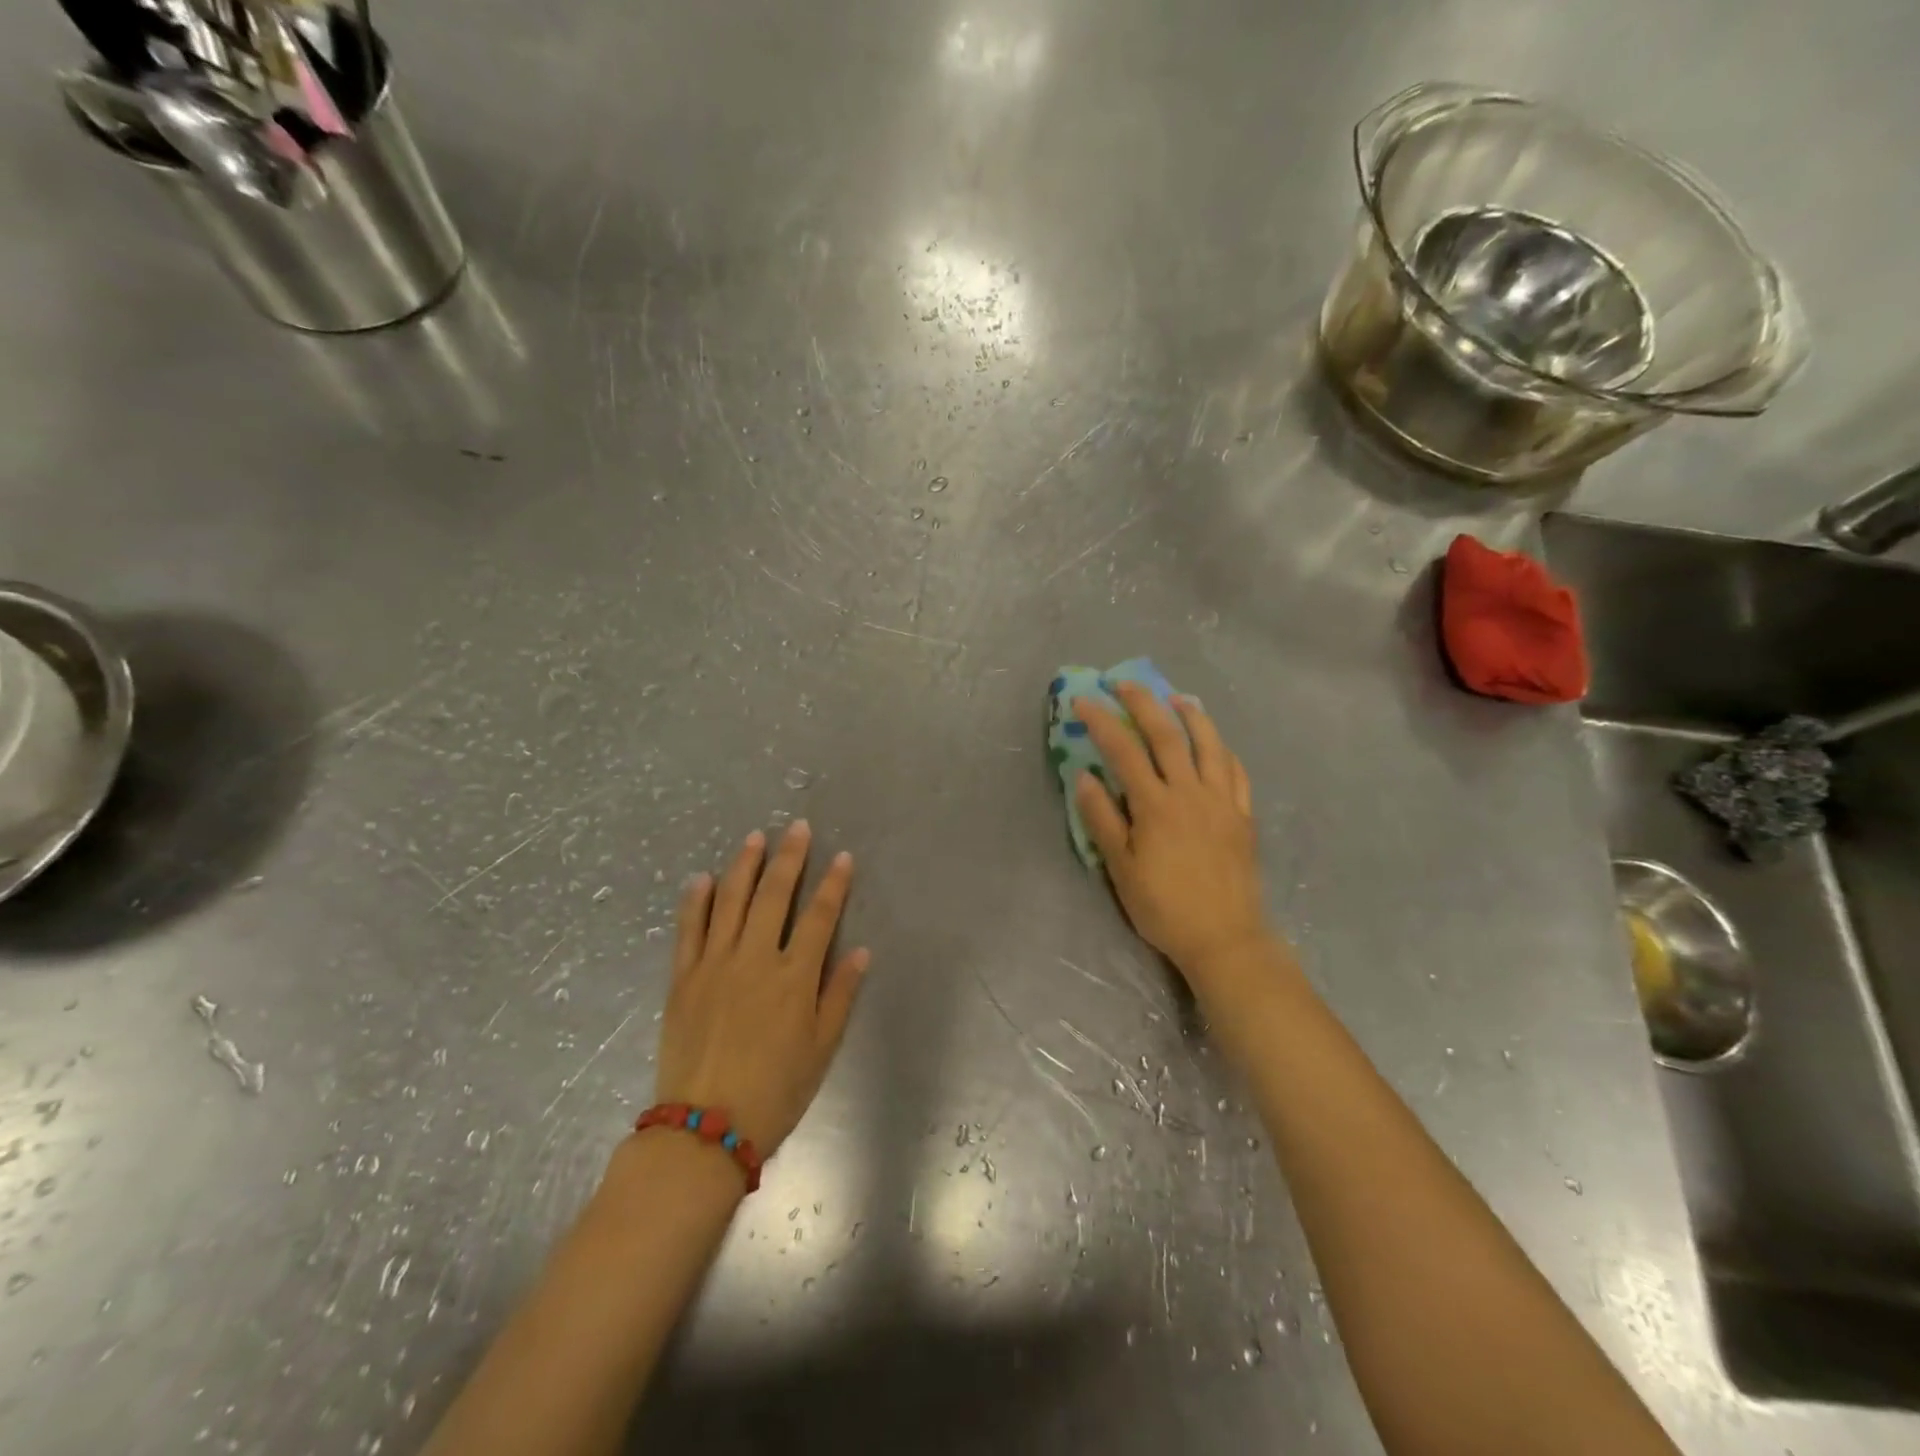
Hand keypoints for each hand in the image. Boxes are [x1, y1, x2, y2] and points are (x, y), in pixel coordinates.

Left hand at [654, 822, 868, 1155]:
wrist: (704, 1129)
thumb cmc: (775, 1091)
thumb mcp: (822, 1048)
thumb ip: (840, 994)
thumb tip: (860, 950)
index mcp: (794, 977)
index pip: (819, 916)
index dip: (833, 884)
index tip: (842, 857)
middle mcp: (755, 959)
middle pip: (774, 896)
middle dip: (789, 858)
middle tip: (797, 827)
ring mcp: (714, 964)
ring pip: (730, 901)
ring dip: (744, 865)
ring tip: (755, 837)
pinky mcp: (682, 978)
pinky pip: (688, 929)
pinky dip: (695, 900)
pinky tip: (702, 877)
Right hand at [1074, 684, 1268, 986]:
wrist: (1223, 937)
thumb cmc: (1163, 906)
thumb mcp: (1120, 867)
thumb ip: (1102, 819)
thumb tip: (1084, 776)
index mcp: (1156, 805)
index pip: (1123, 750)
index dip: (1101, 722)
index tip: (1083, 701)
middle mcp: (1190, 792)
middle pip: (1167, 735)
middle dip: (1143, 703)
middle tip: (1125, 683)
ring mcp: (1222, 801)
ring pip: (1209, 745)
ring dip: (1191, 716)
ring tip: (1177, 698)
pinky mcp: (1243, 816)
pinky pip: (1237, 772)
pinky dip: (1223, 750)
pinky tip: (1216, 743)